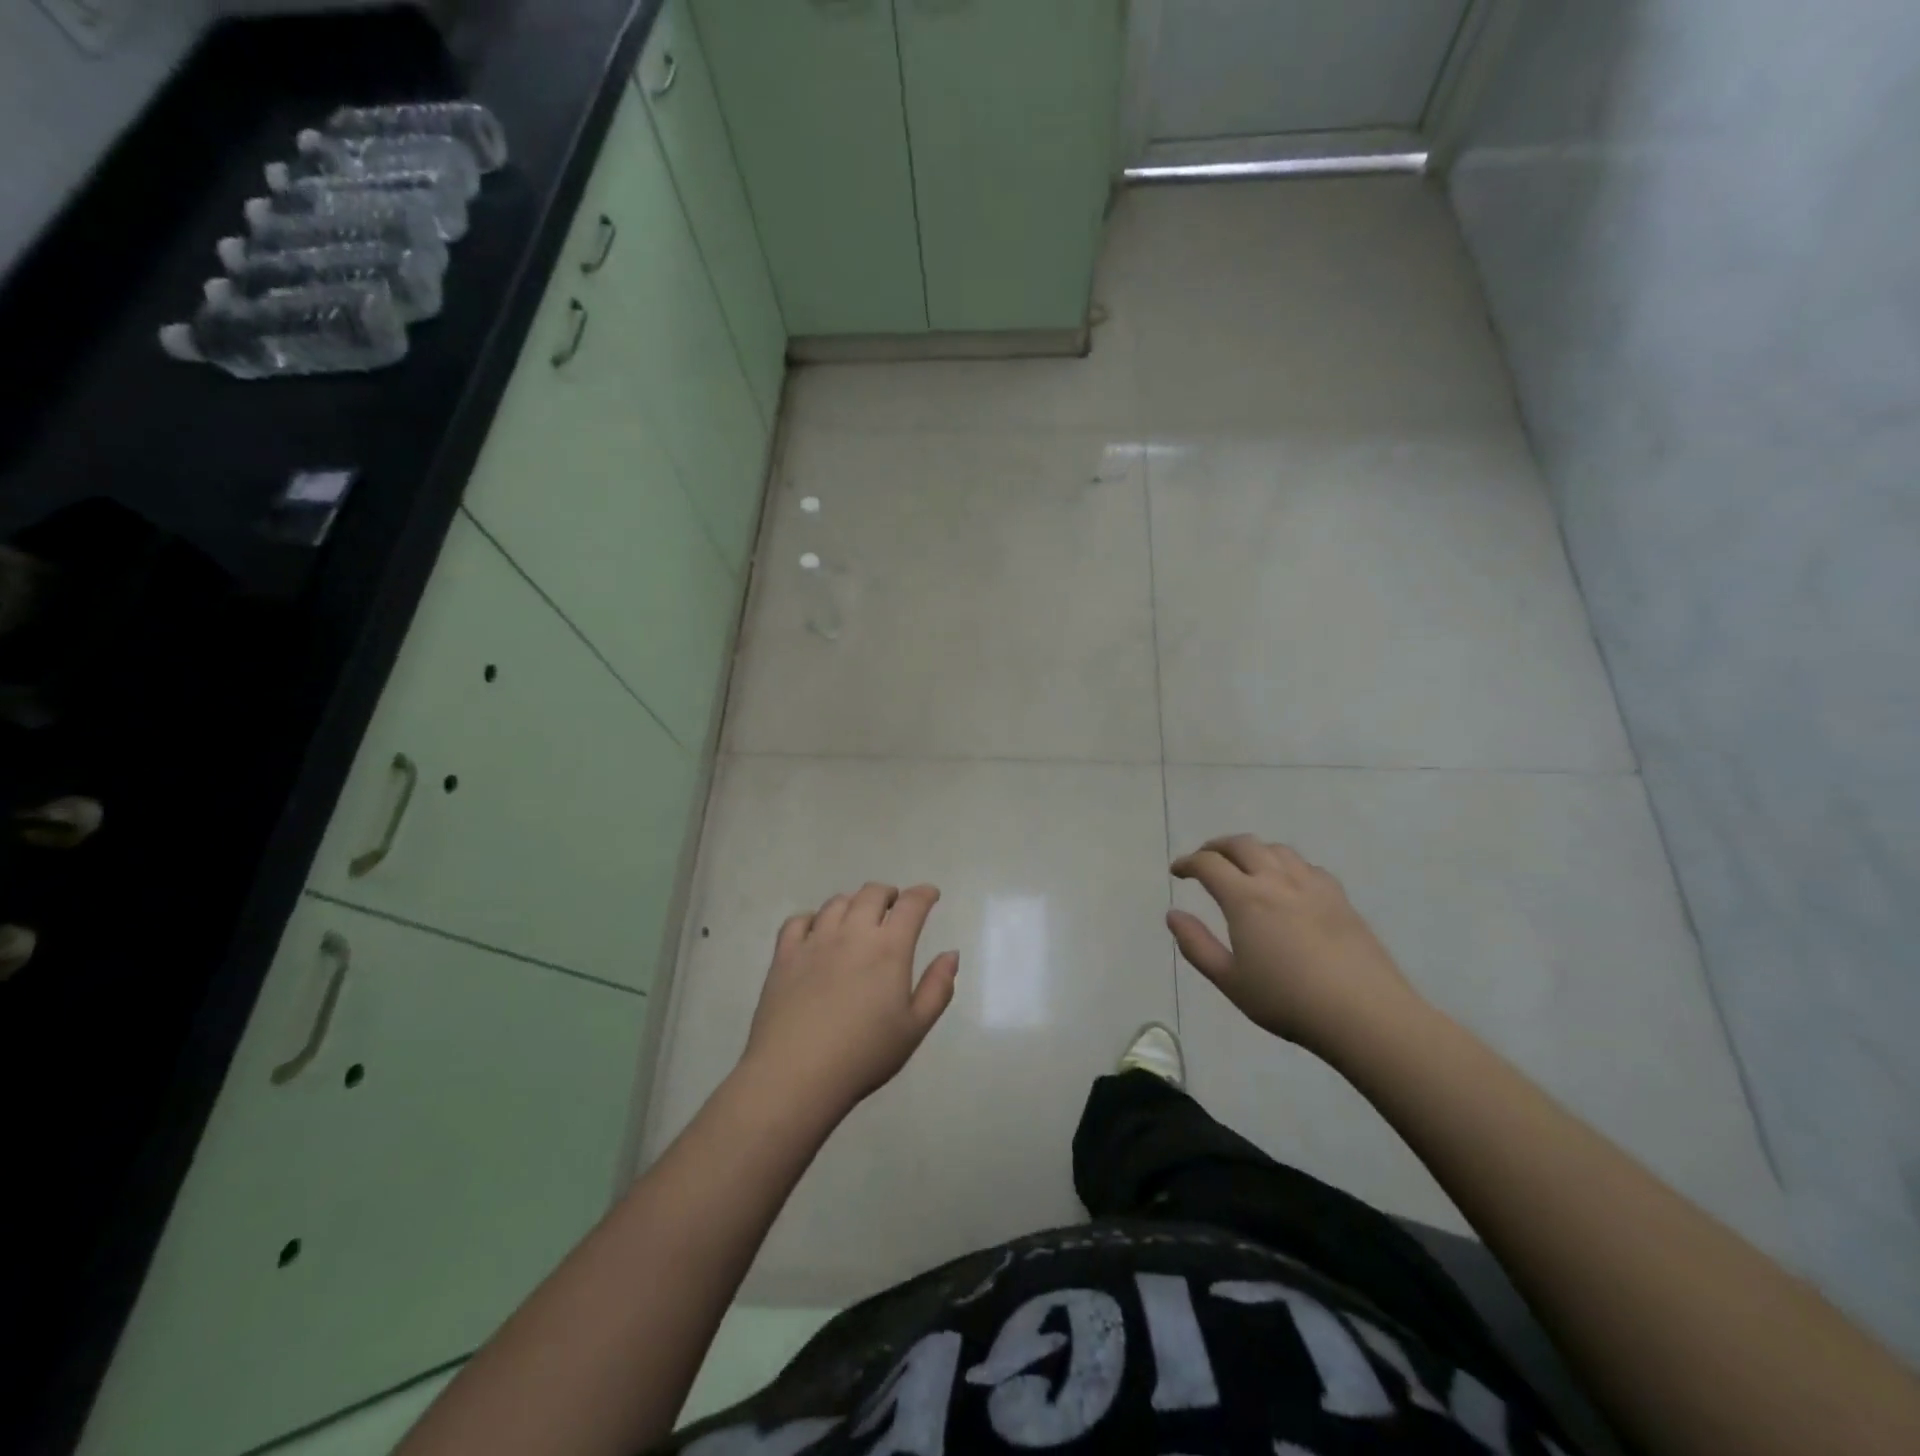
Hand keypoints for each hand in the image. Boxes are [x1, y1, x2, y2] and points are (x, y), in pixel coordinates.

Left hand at [740, 883, 959, 1118]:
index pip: (910, 905)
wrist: (796, 1074)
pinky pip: (798, 920)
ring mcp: (815, 941)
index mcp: (889, 948)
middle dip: (888, 894)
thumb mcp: (915, 1028)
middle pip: (871, 894)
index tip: (930, 894)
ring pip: (837, 903)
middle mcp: (852, 933)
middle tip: (894, 906)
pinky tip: (817, 931)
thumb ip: (938, 988)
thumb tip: (951, 954)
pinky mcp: (784, 955)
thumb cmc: (864, 1054)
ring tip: (858, 917)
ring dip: (854, 902)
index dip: (923, 894)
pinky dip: (813, 918)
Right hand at [1169, 835, 1422, 1054]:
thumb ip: (1196, 945)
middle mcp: (1276, 880)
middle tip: (1204, 859)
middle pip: (1242, 845)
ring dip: (1252, 850)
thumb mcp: (1230, 980)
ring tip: (1243, 866)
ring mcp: (1312, 885)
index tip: (1177, 871)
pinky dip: (1285, 864)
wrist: (1364, 1013)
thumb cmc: (1288, 1000)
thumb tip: (1173, 915)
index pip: (1209, 864)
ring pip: (1276, 849)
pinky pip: (1306, 866)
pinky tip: (1287, 883)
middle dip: (1217, 847)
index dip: (1188, 863)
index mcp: (1245, 898)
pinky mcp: (1339, 897)